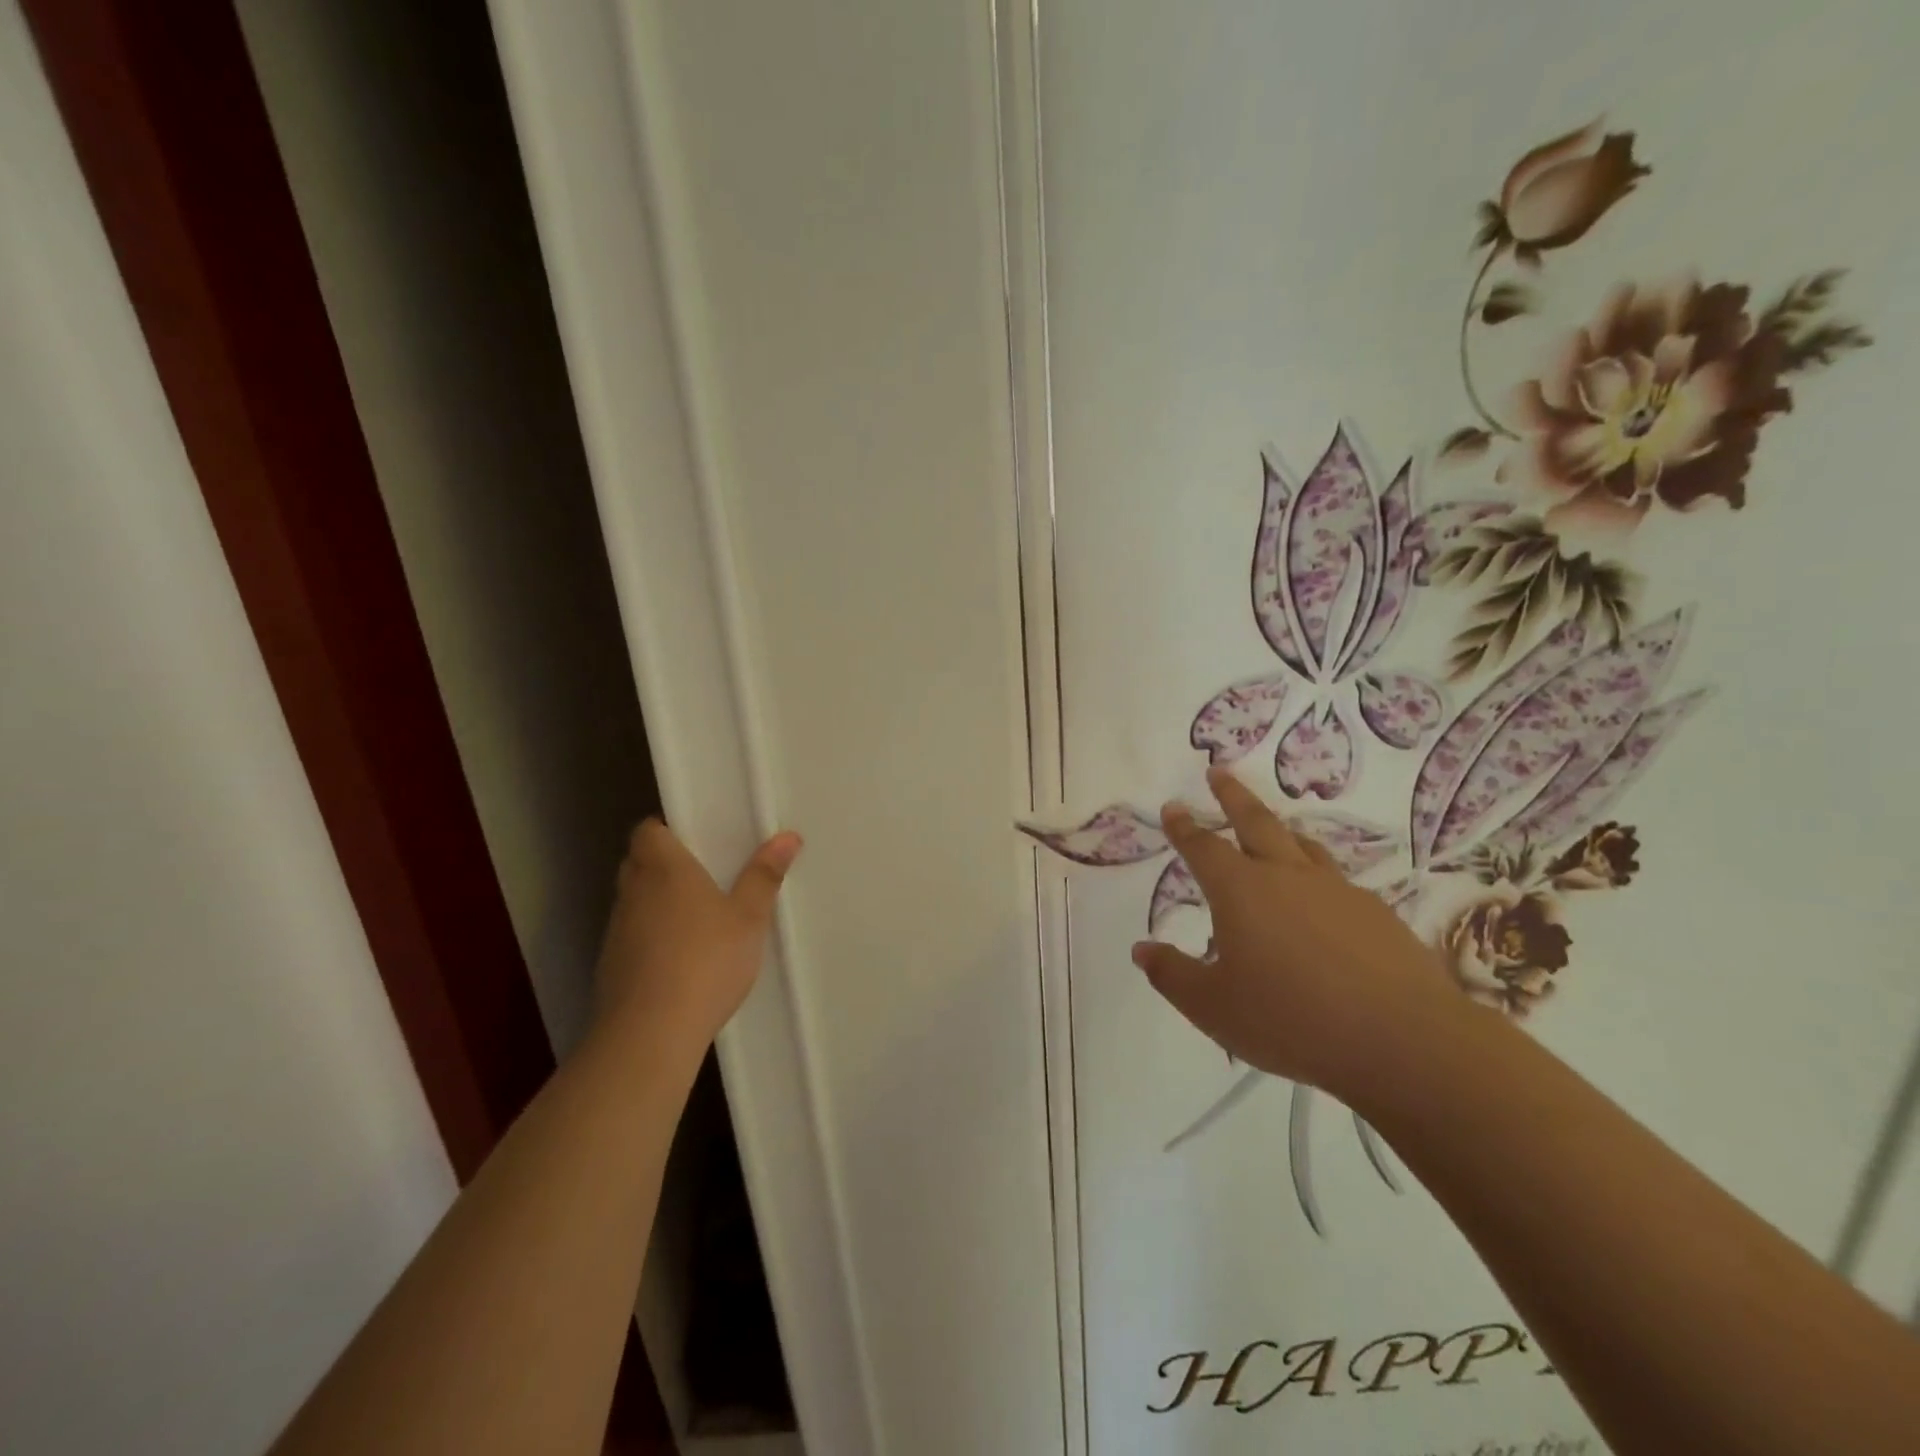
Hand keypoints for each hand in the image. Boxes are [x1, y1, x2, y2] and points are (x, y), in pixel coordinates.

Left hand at [593, 819, 801, 1057]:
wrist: (650, 1033)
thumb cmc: (706, 960)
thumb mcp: (749, 917)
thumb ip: (764, 875)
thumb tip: (788, 836)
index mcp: (664, 868)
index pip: (647, 831)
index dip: (666, 830)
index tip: (695, 839)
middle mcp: (633, 891)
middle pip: (638, 862)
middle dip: (664, 863)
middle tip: (703, 874)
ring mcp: (616, 930)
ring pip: (634, 900)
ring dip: (656, 901)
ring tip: (696, 918)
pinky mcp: (610, 966)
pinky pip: (632, 935)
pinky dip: (650, 937)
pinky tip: (679, 958)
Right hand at [1131, 768, 1464, 1099]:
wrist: (1402, 1040)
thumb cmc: (1291, 1020)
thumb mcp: (1213, 1007)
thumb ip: (1173, 975)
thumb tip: (1142, 949)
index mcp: (1241, 891)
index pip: (1204, 848)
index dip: (1184, 827)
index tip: (1173, 806)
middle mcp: (1287, 877)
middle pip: (1256, 822)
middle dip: (1232, 796)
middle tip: (1219, 772)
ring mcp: (1338, 891)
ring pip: (1302, 846)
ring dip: (1281, 830)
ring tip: (1274, 828)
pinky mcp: (1377, 914)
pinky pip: (1337, 882)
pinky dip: (1318, 878)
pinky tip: (1323, 904)